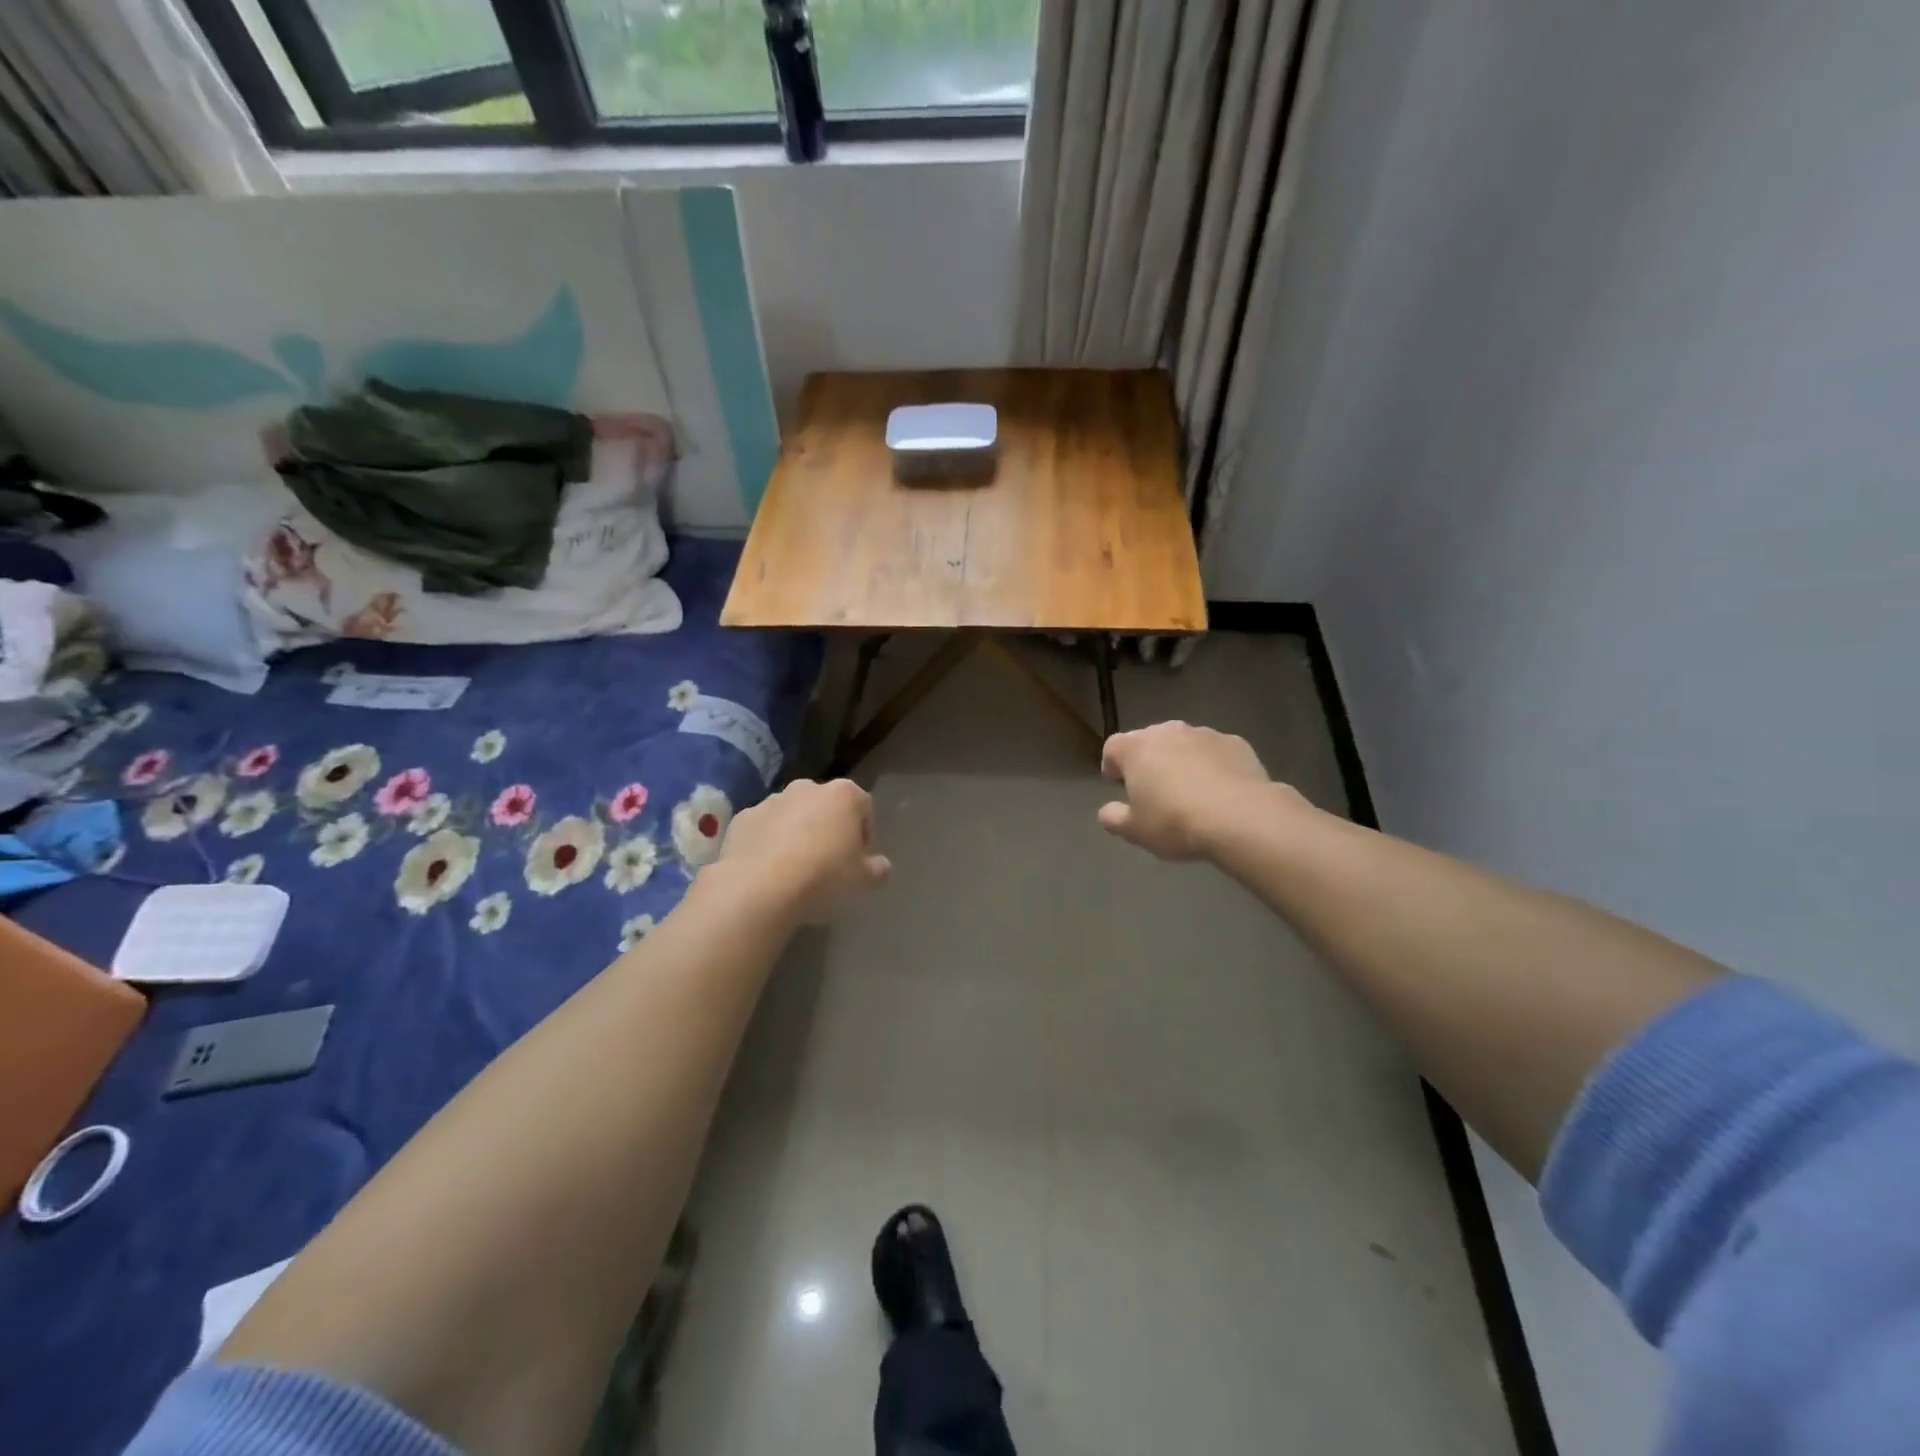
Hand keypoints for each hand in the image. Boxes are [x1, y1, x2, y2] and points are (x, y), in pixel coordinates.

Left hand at [717, 778, 890, 924]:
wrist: (758, 888)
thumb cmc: (822, 877)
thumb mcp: (862, 881)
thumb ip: (877, 869)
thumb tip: (881, 866)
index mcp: (844, 795)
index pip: (864, 806)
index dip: (864, 833)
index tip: (857, 859)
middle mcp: (807, 788)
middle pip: (826, 806)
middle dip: (828, 828)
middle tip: (827, 863)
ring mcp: (771, 800)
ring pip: (792, 815)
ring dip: (796, 833)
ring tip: (794, 870)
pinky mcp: (742, 818)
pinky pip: (763, 828)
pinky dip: (767, 842)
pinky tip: (767, 871)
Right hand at [1099, 722, 1290, 861]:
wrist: (1240, 817)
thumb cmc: (1175, 822)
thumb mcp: (1135, 831)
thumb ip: (1114, 818)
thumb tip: (1108, 811)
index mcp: (1137, 748)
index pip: (1113, 746)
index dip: (1112, 764)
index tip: (1116, 783)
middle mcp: (1169, 732)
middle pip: (1150, 740)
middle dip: (1148, 760)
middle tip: (1153, 789)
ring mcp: (1205, 735)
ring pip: (1185, 744)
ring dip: (1181, 761)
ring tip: (1190, 791)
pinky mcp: (1237, 743)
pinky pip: (1215, 752)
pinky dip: (1212, 765)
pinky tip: (1220, 791)